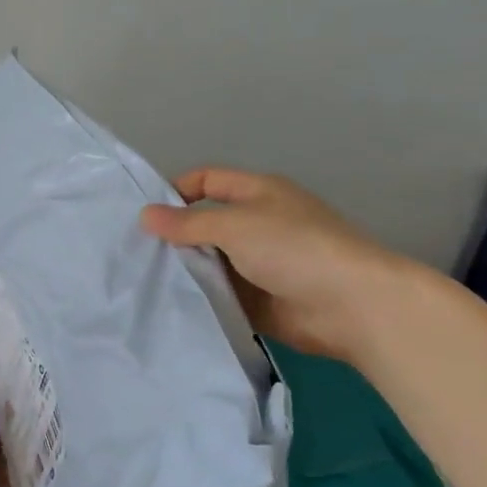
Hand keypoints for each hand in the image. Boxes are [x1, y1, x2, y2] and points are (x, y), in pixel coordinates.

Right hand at [139, 166, 411, 359]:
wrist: (352, 305)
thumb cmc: (295, 248)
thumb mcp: (236, 226)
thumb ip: (188, 223)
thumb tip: (145, 215)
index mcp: (257, 193)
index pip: (207, 180)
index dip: (176, 191)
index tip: (144, 215)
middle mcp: (257, 224)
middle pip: (205, 223)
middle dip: (174, 235)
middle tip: (134, 252)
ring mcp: (258, 264)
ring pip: (211, 261)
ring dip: (185, 269)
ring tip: (143, 280)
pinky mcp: (259, 300)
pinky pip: (221, 294)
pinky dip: (200, 297)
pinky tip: (169, 304)